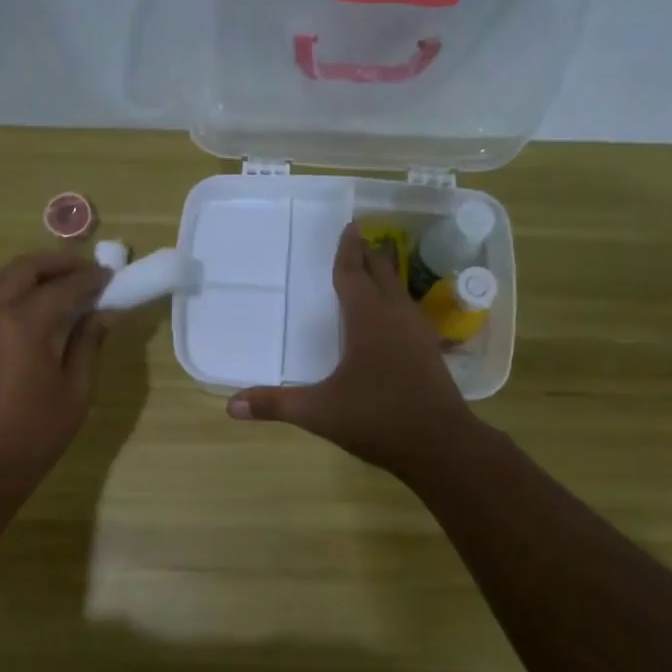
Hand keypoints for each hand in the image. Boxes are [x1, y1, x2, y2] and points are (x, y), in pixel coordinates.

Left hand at [0, 250, 111, 491]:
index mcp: (24, 324)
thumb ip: (89, 344)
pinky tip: (36, 303)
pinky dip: (15, 286)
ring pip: (3, 277)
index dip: (90, 280)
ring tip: (63, 281)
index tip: (112, 277)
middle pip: (25, 269)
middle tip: (87, 270)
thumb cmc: (34, 433)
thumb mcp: (76, 391)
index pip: (63, 288)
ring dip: (34, 271)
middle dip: (58, 263)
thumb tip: (104, 313)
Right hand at [227, 223, 474, 477]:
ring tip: (377, 267)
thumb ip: (276, 405)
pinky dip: (397, 302)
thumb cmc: (377, 418)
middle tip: (360, 238)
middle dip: (369, 256)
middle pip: (381, 275)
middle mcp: (395, 318)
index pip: (353, 276)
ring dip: (387, 276)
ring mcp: (418, 334)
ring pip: (400, 293)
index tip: (349, 227)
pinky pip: (410, 313)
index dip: (348, 252)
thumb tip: (231, 405)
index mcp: (367, 321)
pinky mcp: (430, 353)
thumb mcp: (319, 412)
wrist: (440, 444)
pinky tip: (395, 317)